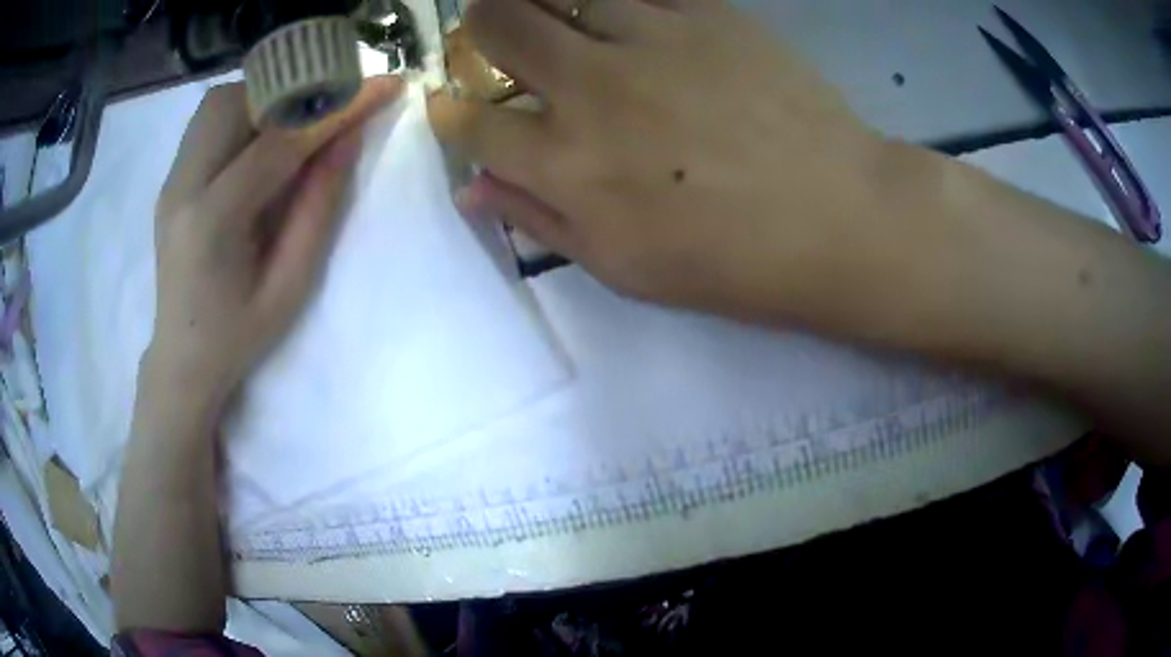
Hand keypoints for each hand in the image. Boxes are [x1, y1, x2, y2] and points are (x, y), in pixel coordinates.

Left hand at [144, 76, 401, 409]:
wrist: (182, 357)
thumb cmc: (238, 336)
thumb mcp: (291, 285)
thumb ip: (319, 207)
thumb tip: (348, 138)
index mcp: (212, 223)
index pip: (277, 143)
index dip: (333, 110)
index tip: (382, 86)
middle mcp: (182, 188)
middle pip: (235, 102)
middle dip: (290, 92)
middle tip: (328, 106)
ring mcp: (171, 181)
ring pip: (217, 103)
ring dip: (263, 98)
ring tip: (292, 123)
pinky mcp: (170, 180)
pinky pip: (207, 122)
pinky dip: (242, 113)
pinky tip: (260, 141)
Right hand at [429, 0, 907, 324]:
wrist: (838, 218)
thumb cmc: (733, 261)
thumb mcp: (624, 267)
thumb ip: (540, 220)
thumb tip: (473, 189)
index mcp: (566, 164)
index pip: (472, 123)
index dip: (450, 112)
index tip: (450, 105)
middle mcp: (591, 87)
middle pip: (497, 26)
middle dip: (480, 27)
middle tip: (496, 35)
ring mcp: (650, 38)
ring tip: (558, 17)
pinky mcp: (707, 13)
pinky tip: (623, 14)